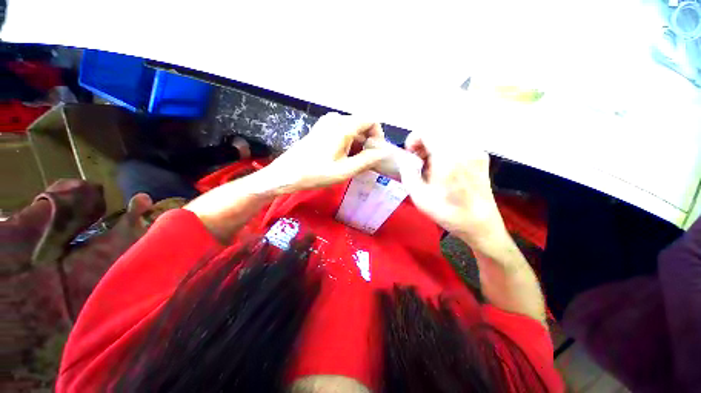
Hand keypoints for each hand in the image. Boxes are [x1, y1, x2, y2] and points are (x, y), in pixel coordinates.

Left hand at [261, 113, 389, 192]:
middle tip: (364, 162)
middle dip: (367, 143)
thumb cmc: (316, 173)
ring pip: (352, 129)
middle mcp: (336, 119)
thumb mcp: (345, 170)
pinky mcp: (321, 129)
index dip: (378, 136)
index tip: (375, 153)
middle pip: (362, 125)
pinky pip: (342, 131)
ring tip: (352, 163)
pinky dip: (348, 143)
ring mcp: (327, 122)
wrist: (287, 174)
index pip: (371, 121)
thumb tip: (384, 152)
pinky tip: (342, 158)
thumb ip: (367, 160)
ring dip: (357, 145)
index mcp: (343, 126)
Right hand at [398, 131, 505, 246]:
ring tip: (430, 167)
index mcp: (448, 158)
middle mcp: (464, 149)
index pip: (428, 131)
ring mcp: (475, 151)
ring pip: (448, 137)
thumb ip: (407, 173)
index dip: (414, 139)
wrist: (481, 225)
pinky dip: (445, 151)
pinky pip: (458, 144)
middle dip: (423, 143)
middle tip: (418, 161)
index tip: (410, 154)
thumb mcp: (419, 197)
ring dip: (434, 147)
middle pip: (438, 132)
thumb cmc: (448, 213)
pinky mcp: (481, 157)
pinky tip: (444, 169)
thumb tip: (404, 159)